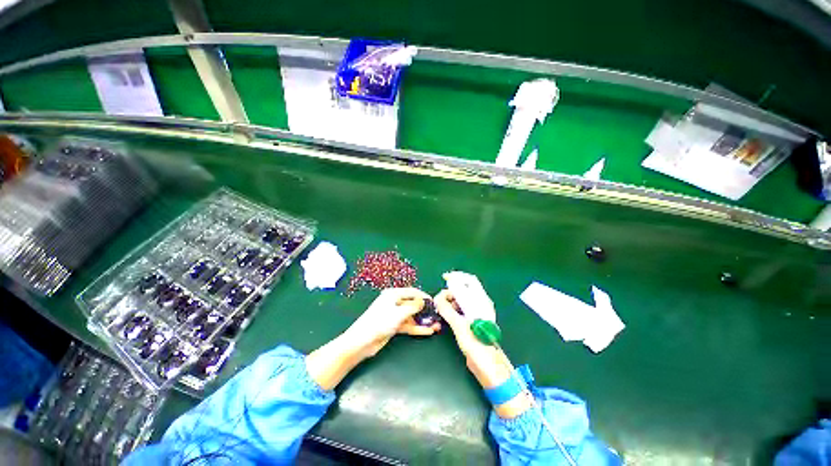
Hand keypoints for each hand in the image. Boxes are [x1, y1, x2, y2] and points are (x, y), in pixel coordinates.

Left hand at [343, 287, 440, 357]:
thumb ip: (413, 306)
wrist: (362, 341)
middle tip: (437, 315)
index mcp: (393, 294)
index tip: (435, 302)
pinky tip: (428, 331)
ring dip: (423, 320)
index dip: (424, 296)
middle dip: (425, 310)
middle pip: (413, 304)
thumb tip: (424, 301)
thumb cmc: (380, 322)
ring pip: (412, 316)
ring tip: (436, 325)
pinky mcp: (394, 325)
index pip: (412, 292)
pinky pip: (408, 324)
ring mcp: (394, 314)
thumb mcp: (399, 313)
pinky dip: (417, 327)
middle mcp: (394, 302)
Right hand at [434, 290, 532, 417]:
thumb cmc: (476, 344)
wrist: (487, 365)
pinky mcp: (472, 321)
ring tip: (442, 306)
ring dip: (451, 298)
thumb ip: (447, 309)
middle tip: (441, 297)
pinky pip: (461, 308)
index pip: (470, 280)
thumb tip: (437, 297)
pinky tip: (446, 313)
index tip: (445, 278)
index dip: (457, 276)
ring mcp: (477, 312)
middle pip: (465, 288)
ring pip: (462, 298)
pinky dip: (453, 307)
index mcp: (481, 301)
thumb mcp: (459, 325)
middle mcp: (480, 304)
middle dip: (451, 289)